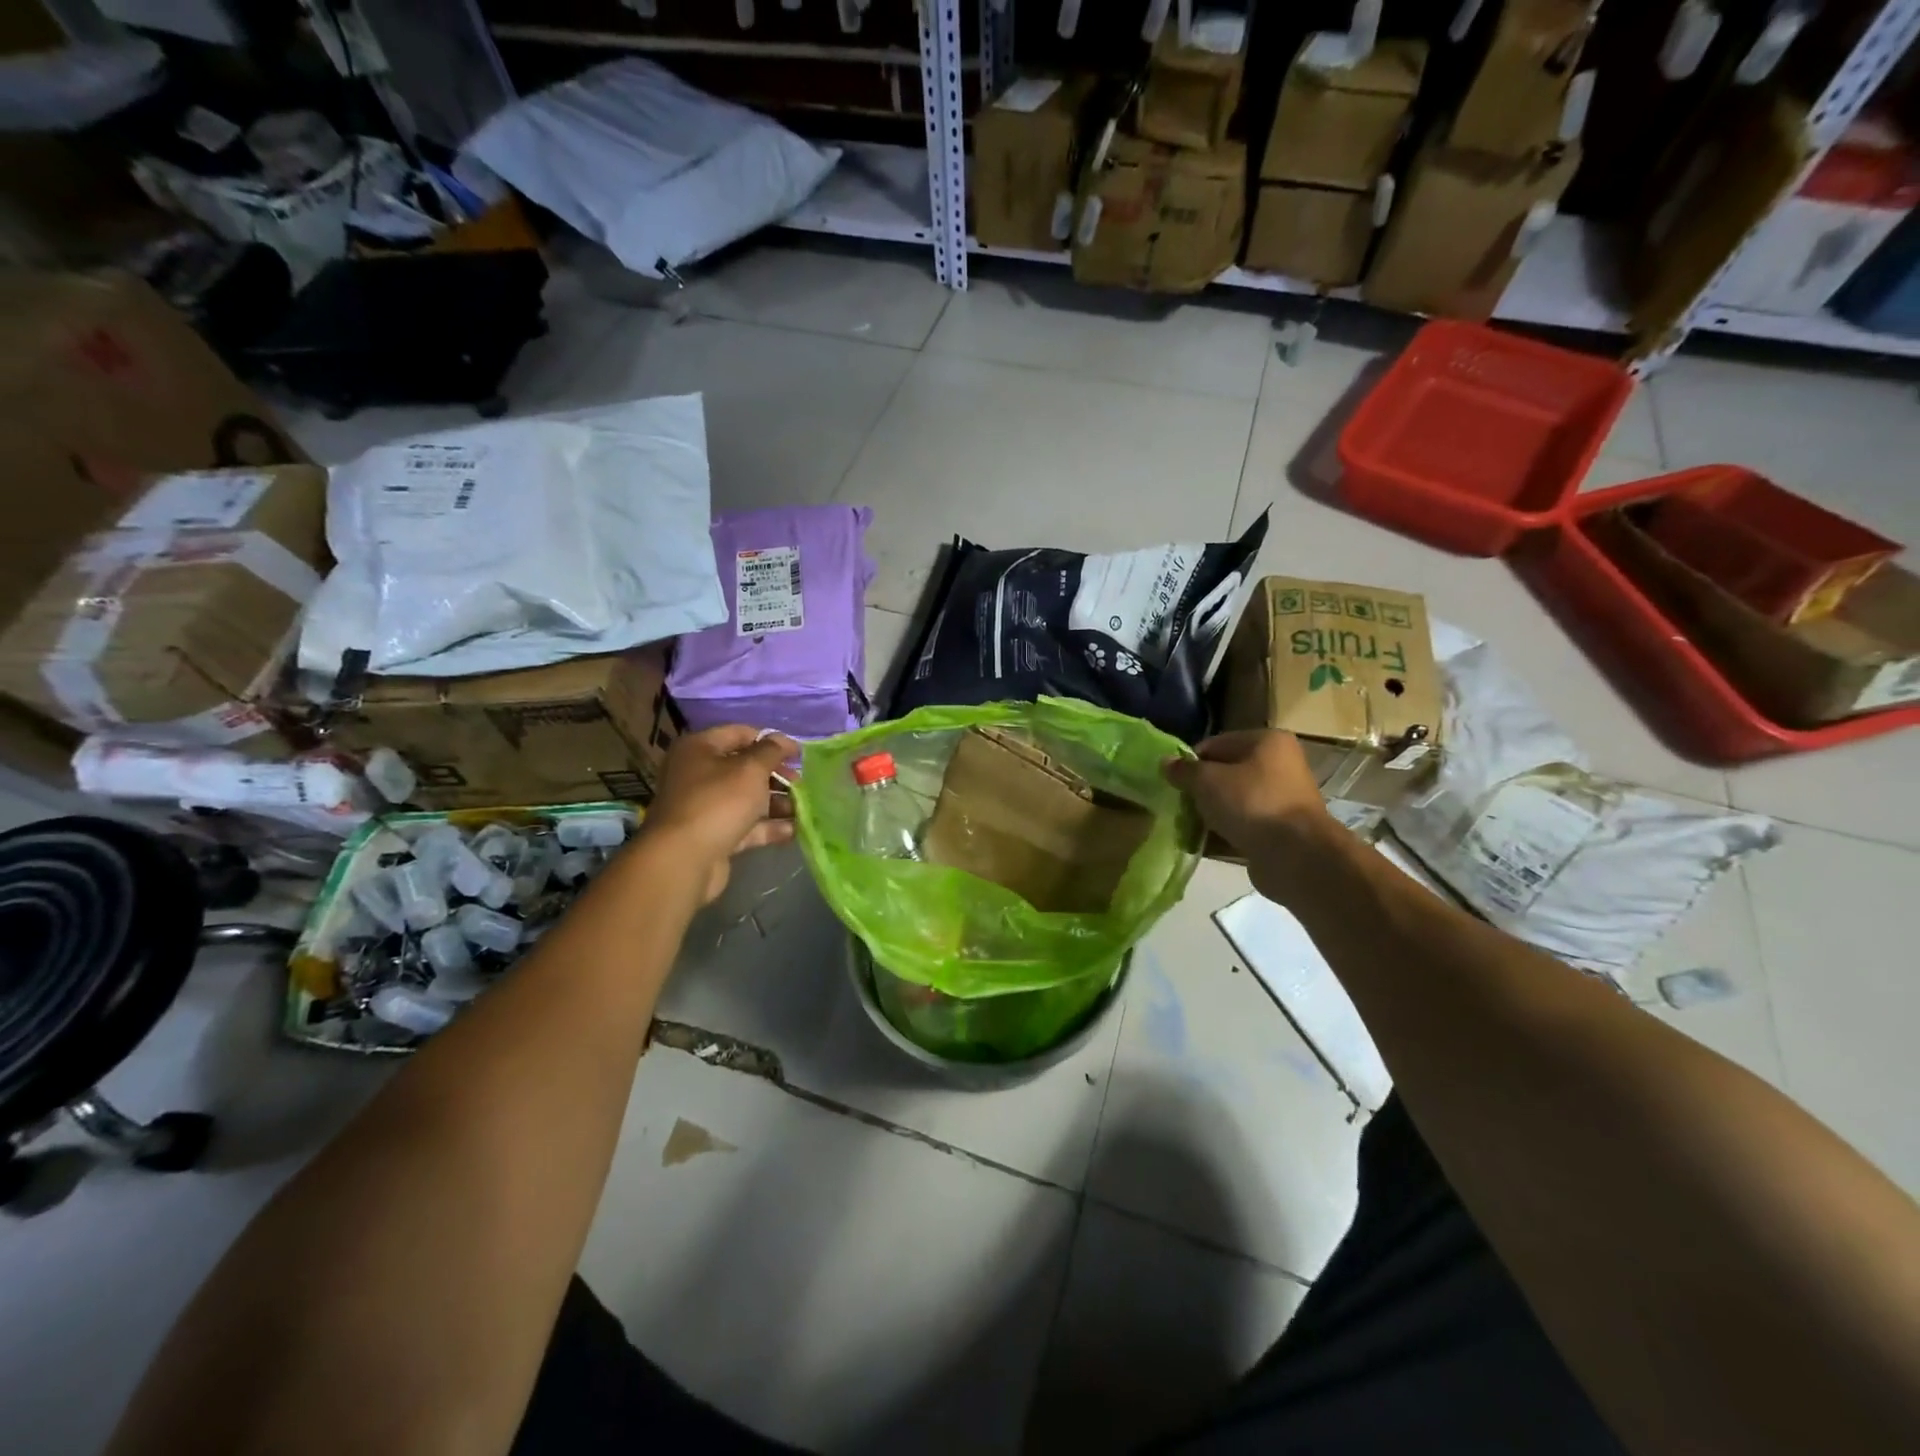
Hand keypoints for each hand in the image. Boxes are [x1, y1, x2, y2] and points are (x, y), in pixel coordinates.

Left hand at [640, 725, 798, 903]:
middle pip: (744, 768)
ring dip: (776, 803)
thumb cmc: (718, 802)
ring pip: (747, 799)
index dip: (771, 741)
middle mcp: (698, 774)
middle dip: (776, 775)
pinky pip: (745, 826)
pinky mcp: (713, 835)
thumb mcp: (750, 769)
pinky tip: (794, 830)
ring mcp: (705, 807)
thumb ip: (771, 751)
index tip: (798, 754)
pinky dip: (768, 827)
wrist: (684, 860)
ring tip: (803, 809)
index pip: (740, 734)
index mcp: (699, 749)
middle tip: (800, 784)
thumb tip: (783, 740)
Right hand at [1163, 730, 1335, 904]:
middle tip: (1177, 805)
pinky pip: (1242, 826)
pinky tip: (1200, 844)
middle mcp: (1278, 765)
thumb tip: (1165, 762)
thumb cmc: (1251, 803)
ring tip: (1185, 827)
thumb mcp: (1207, 781)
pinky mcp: (1279, 830)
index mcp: (1267, 741)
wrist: (1296, 855)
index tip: (1172, 782)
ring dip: (1209, 814)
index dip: (1190, 762)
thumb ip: (1184, 770)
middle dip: (1199, 791)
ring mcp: (1281, 800)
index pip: (1216, 744)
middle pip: (1225, 773)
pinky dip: (1222, 833)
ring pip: (1232, 802)